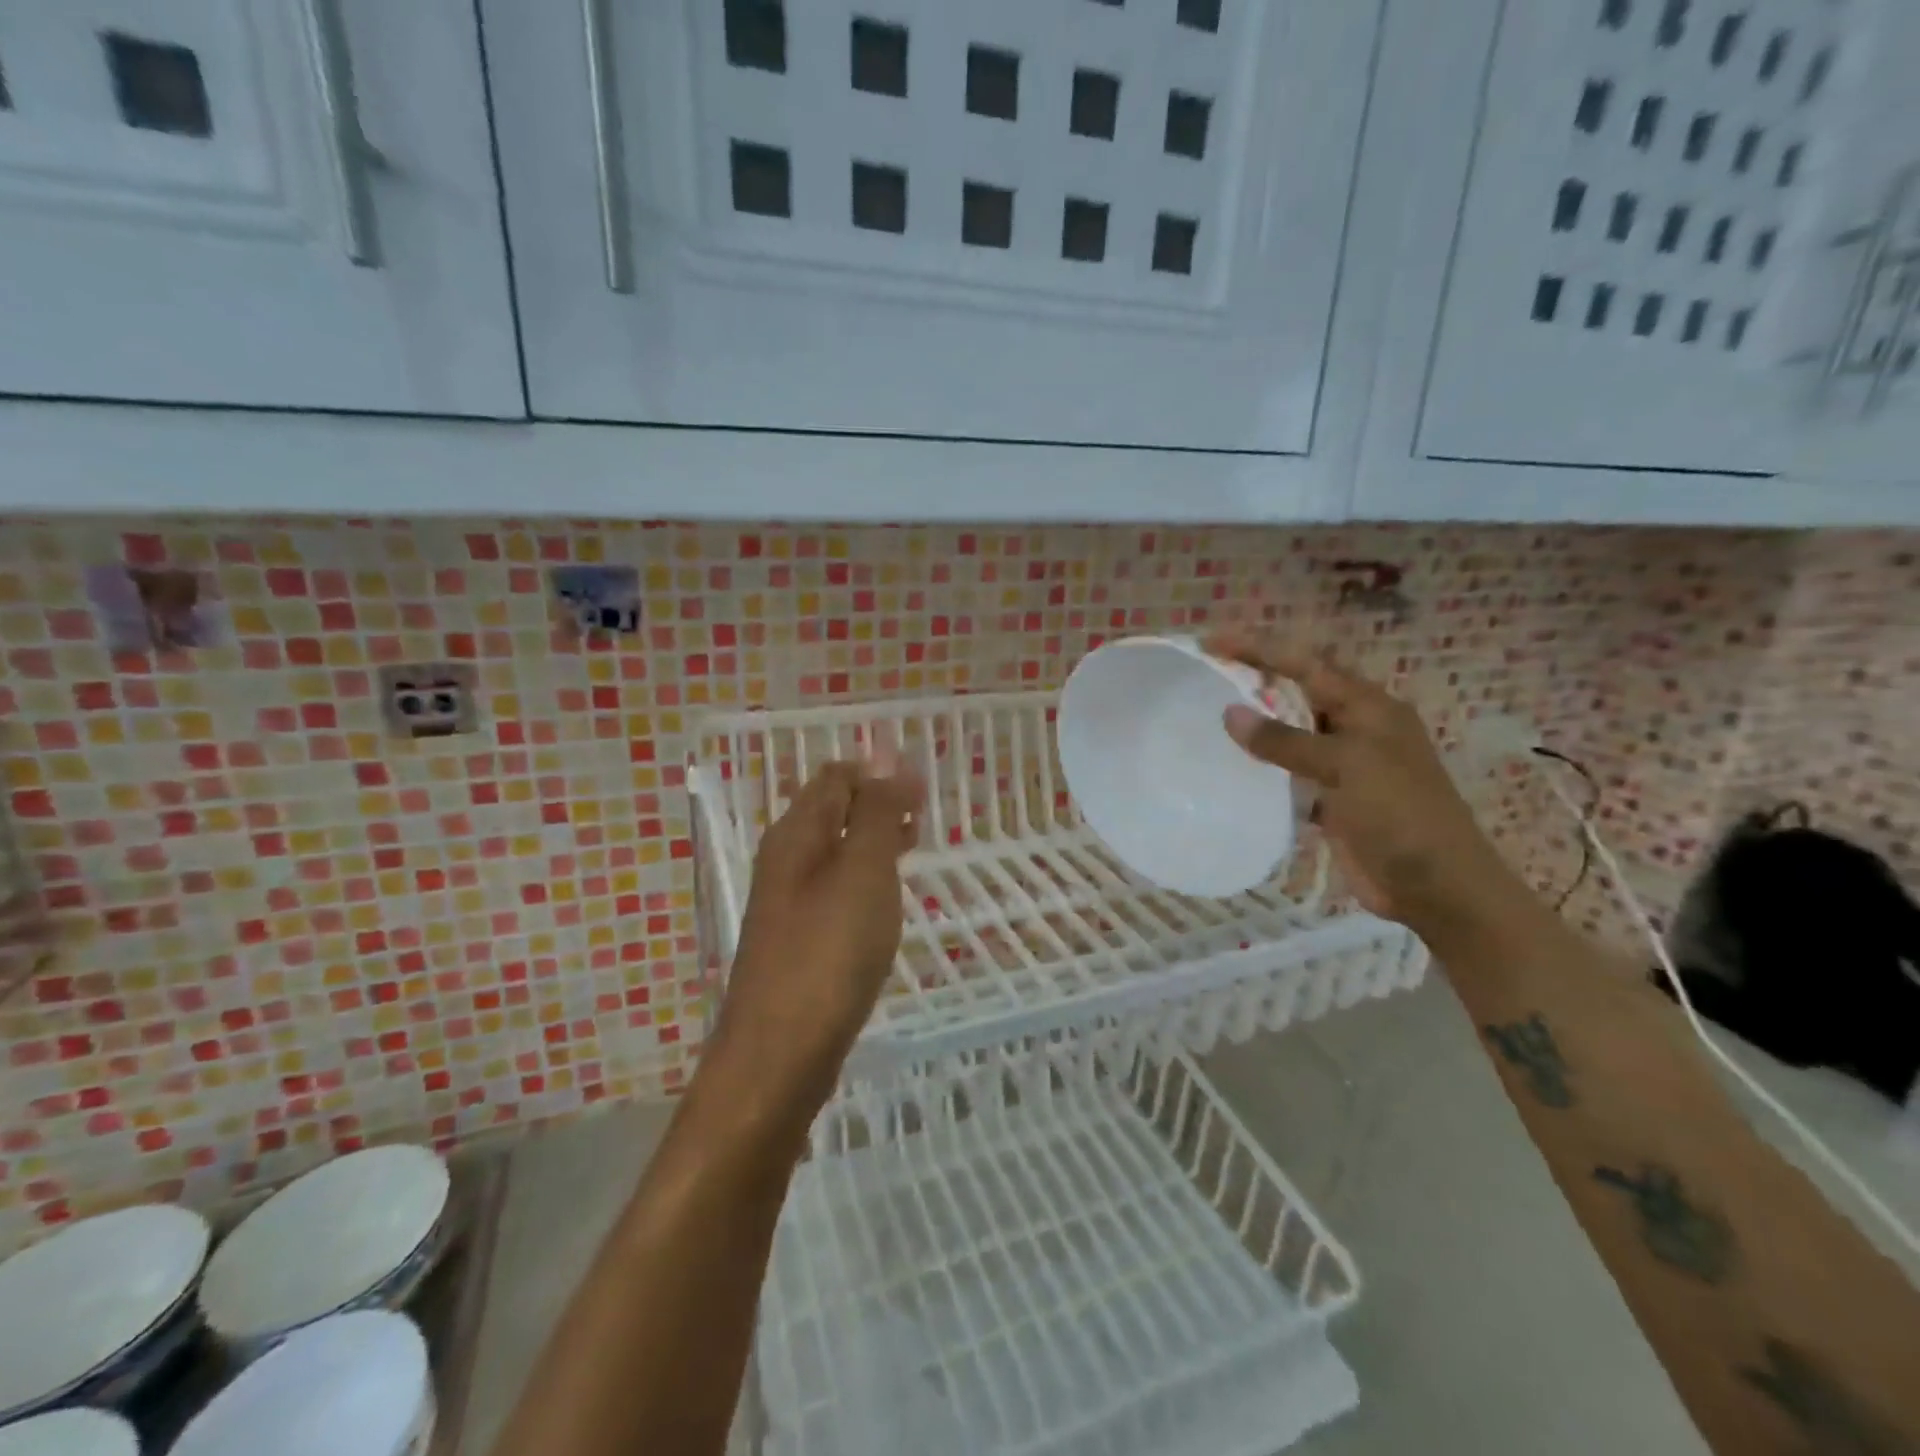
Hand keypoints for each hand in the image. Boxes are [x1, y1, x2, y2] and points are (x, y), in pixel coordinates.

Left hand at [709, 760, 922, 1114]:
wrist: (780, 1054)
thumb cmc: (828, 952)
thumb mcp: (862, 871)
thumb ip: (876, 814)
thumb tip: (889, 763)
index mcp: (796, 834)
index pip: (835, 777)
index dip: (878, 772)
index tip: (924, 787)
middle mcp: (786, 860)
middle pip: (832, 811)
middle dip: (878, 804)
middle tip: (925, 815)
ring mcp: (789, 903)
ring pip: (836, 852)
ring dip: (874, 841)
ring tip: (914, 846)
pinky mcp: (800, 940)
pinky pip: (836, 890)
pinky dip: (866, 880)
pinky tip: (887, 900)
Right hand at [1206, 630, 1508, 933]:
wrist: (1437, 887)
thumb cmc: (1399, 814)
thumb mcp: (1345, 767)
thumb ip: (1286, 740)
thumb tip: (1230, 713)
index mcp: (1368, 707)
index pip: (1306, 664)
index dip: (1259, 649)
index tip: (1213, 642)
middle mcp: (1355, 728)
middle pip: (1296, 693)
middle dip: (1254, 680)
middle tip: (1204, 675)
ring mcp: (1344, 766)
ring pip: (1291, 734)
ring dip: (1256, 725)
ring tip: (1207, 716)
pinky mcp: (1331, 800)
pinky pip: (1289, 773)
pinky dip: (1263, 768)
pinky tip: (1231, 768)